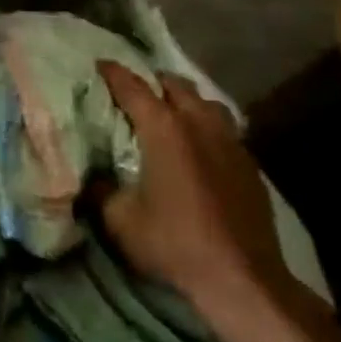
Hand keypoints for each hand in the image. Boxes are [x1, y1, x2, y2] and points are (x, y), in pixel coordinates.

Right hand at [96, 62, 319, 341]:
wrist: (241, 277)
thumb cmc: (173, 243)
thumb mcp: (119, 220)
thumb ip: (100, 190)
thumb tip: (91, 176)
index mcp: (164, 129)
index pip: (133, 87)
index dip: (113, 73)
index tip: (99, 64)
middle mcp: (199, 124)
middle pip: (175, 85)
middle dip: (152, 81)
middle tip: (133, 91)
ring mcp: (230, 141)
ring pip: (206, 103)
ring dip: (185, 100)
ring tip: (169, 111)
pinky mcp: (249, 163)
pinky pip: (225, 128)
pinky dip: (206, 125)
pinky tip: (199, 145)